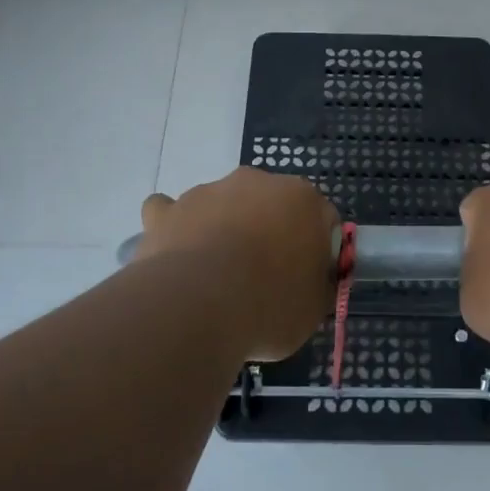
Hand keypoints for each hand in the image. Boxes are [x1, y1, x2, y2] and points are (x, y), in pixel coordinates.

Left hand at [134, 167, 339, 361]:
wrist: (198, 306)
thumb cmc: (270, 304)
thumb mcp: (313, 308)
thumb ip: (317, 286)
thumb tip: (312, 283)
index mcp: (303, 199)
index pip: (321, 219)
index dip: (315, 251)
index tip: (306, 280)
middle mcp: (257, 182)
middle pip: (270, 205)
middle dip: (269, 232)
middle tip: (265, 278)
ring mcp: (208, 191)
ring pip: (222, 205)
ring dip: (223, 229)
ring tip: (216, 276)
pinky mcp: (168, 210)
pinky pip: (170, 212)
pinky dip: (175, 228)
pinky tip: (177, 253)